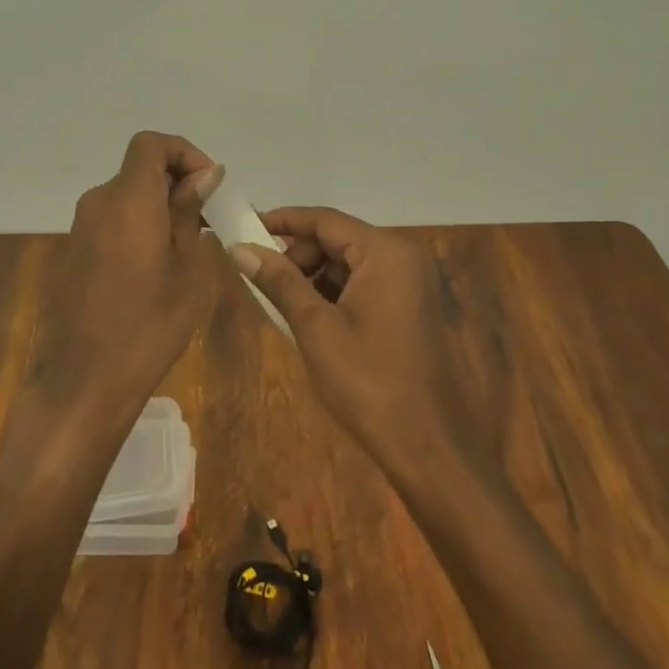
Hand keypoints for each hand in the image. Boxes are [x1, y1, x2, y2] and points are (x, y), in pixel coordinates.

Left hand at [33, 132, 224, 422]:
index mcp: (128, 201)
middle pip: (139, 168)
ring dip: (158, 204)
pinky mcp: (74, 250)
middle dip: (176, 181)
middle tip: (207, 218)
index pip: (150, 144)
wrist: (85, 381)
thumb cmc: (150, 325)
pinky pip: (112, 219)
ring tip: (187, 244)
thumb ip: (190, 212)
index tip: (209, 184)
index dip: (183, 152)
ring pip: (127, 195)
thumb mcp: (188, 269)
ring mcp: (81, 227)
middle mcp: (98, 203)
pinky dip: (138, 223)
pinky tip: (156, 263)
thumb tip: (204, 174)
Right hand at [230, 207, 486, 486]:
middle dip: (298, 254)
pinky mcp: (410, 308)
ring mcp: (411, 284)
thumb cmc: (369, 383)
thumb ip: (279, 281)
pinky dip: (334, 293)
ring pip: (349, 263)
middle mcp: (403, 258)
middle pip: (338, 238)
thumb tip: (239, 247)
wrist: (428, 448)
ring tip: (283, 305)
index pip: (325, 220)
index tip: (244, 228)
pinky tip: (311, 320)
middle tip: (263, 279)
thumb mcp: (316, 329)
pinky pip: (364, 284)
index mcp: (385, 254)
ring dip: (314, 276)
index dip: (282, 221)